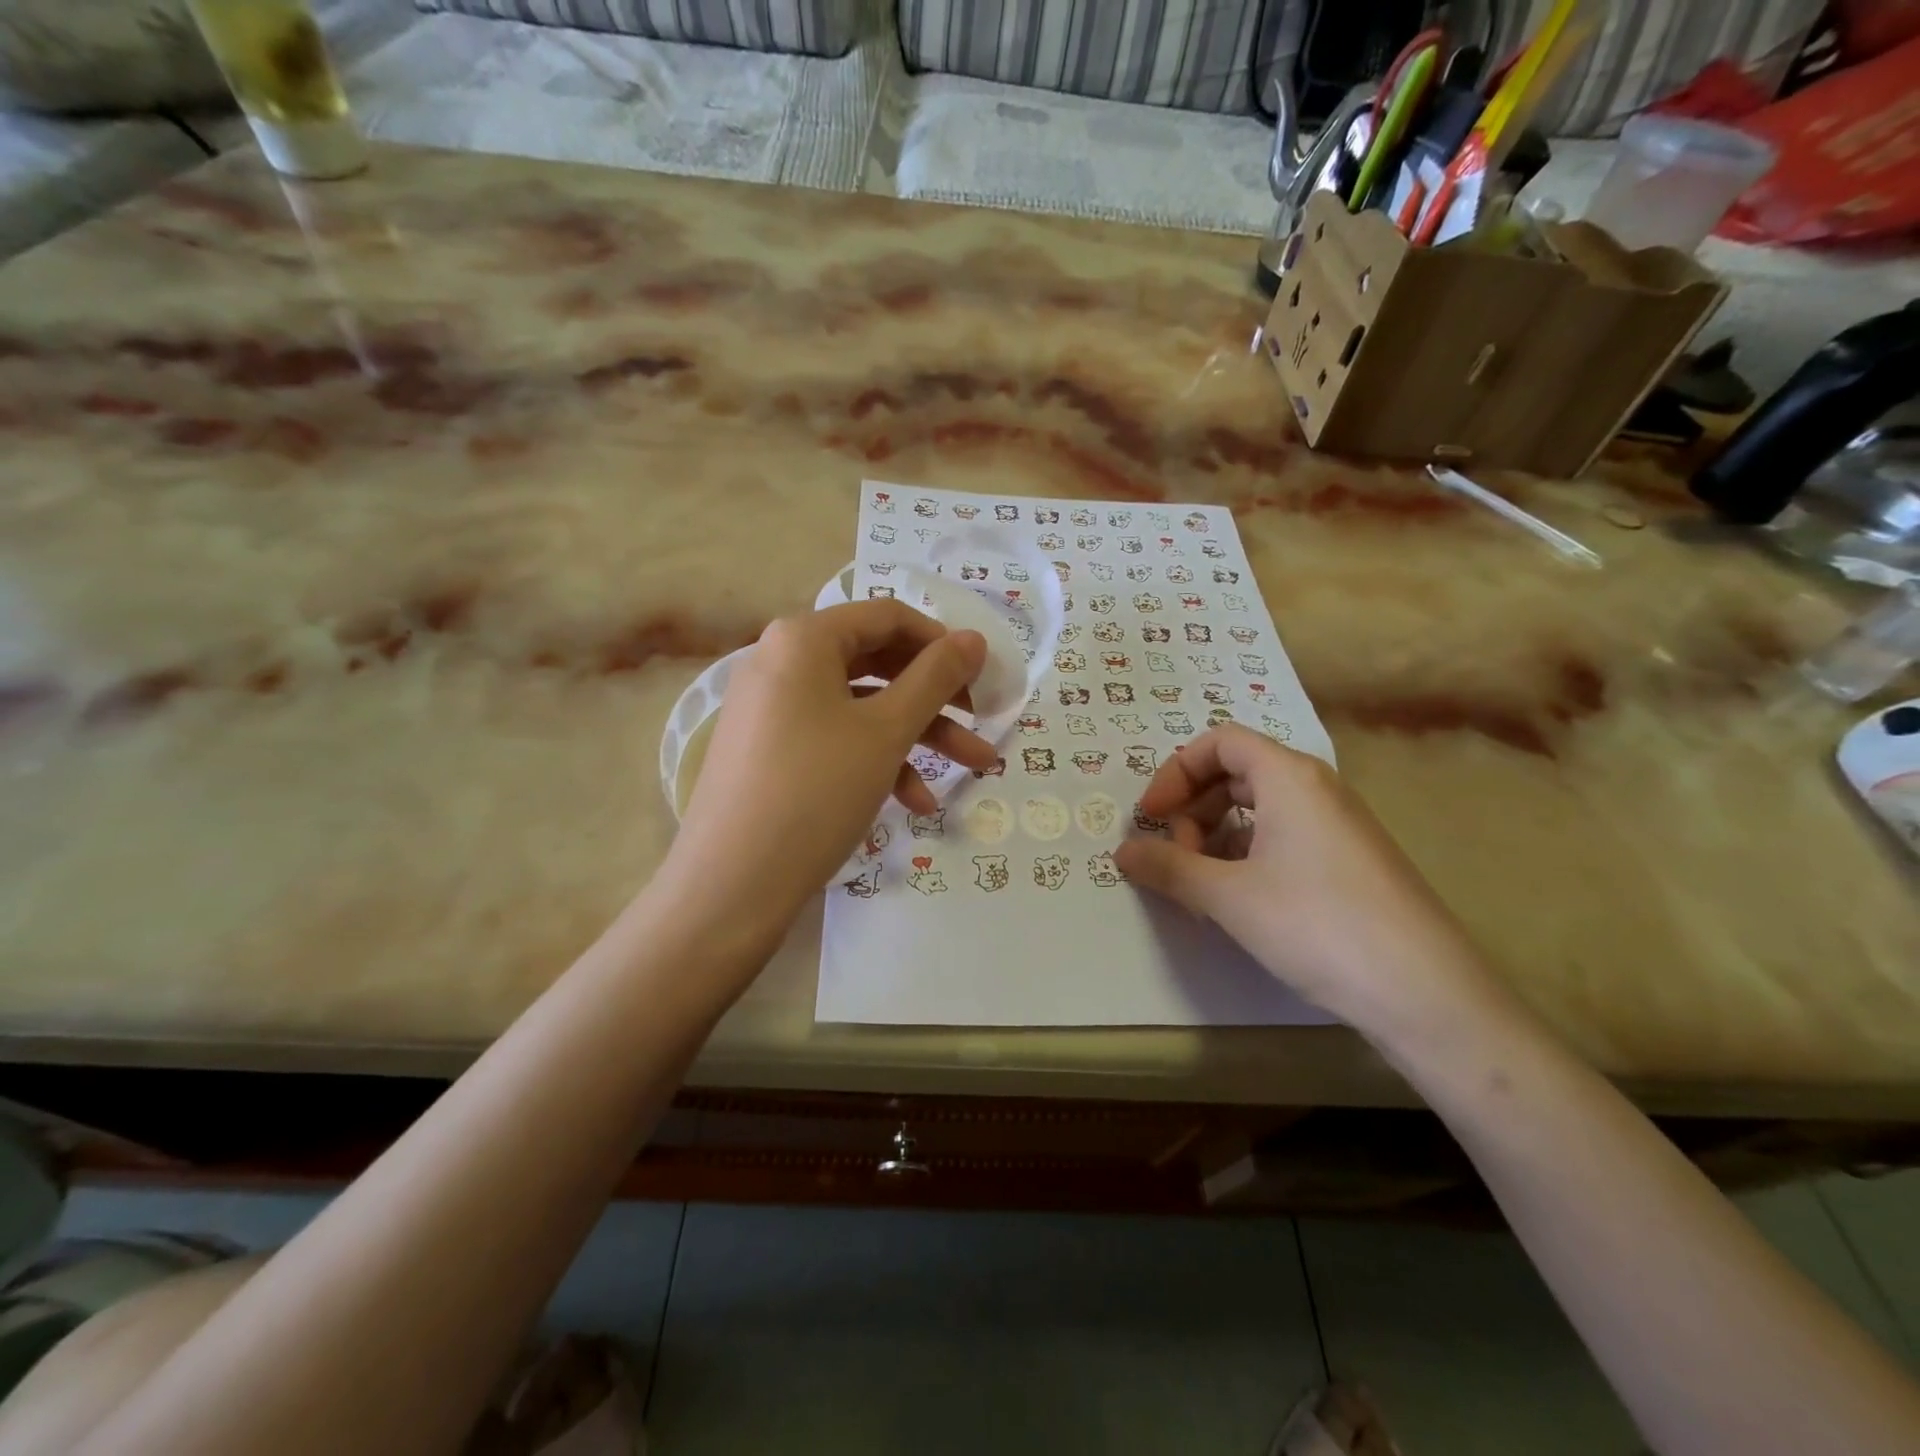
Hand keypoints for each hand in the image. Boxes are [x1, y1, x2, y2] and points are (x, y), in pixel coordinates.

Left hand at [664, 601, 993, 938]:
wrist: (730, 886)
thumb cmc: (816, 791)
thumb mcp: (886, 731)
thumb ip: (935, 678)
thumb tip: (975, 638)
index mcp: (803, 639)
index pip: (888, 616)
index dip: (942, 642)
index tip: (983, 675)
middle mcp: (782, 661)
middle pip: (877, 663)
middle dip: (937, 697)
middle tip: (982, 720)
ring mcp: (772, 709)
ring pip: (861, 708)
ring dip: (918, 736)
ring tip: (972, 770)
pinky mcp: (770, 751)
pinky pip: (834, 740)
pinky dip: (877, 762)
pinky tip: (915, 804)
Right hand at [1113, 725, 1499, 1033]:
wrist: (1425, 992)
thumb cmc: (1316, 925)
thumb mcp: (1228, 896)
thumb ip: (1169, 867)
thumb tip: (1122, 852)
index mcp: (1288, 777)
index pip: (1219, 742)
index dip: (1174, 772)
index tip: (1150, 817)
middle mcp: (1317, 788)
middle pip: (1237, 772)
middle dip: (1193, 807)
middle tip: (1175, 854)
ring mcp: (1339, 824)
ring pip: (1260, 807)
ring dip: (1217, 834)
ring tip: (1202, 883)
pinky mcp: (1350, 860)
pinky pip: (1285, 836)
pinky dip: (1248, 854)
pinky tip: (1239, 899)